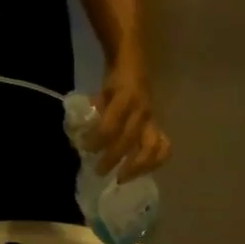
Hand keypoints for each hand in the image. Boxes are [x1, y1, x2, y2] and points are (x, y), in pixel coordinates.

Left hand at [91, 63, 170, 177]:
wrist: (134, 65)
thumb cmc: (114, 83)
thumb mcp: (100, 93)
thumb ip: (93, 113)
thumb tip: (81, 135)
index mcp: (125, 98)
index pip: (110, 126)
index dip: (97, 140)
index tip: (85, 149)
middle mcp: (142, 111)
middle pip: (128, 141)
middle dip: (112, 159)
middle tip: (99, 172)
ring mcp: (153, 121)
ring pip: (152, 148)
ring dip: (138, 167)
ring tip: (123, 178)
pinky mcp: (159, 128)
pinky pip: (164, 148)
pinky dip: (155, 163)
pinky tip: (142, 172)